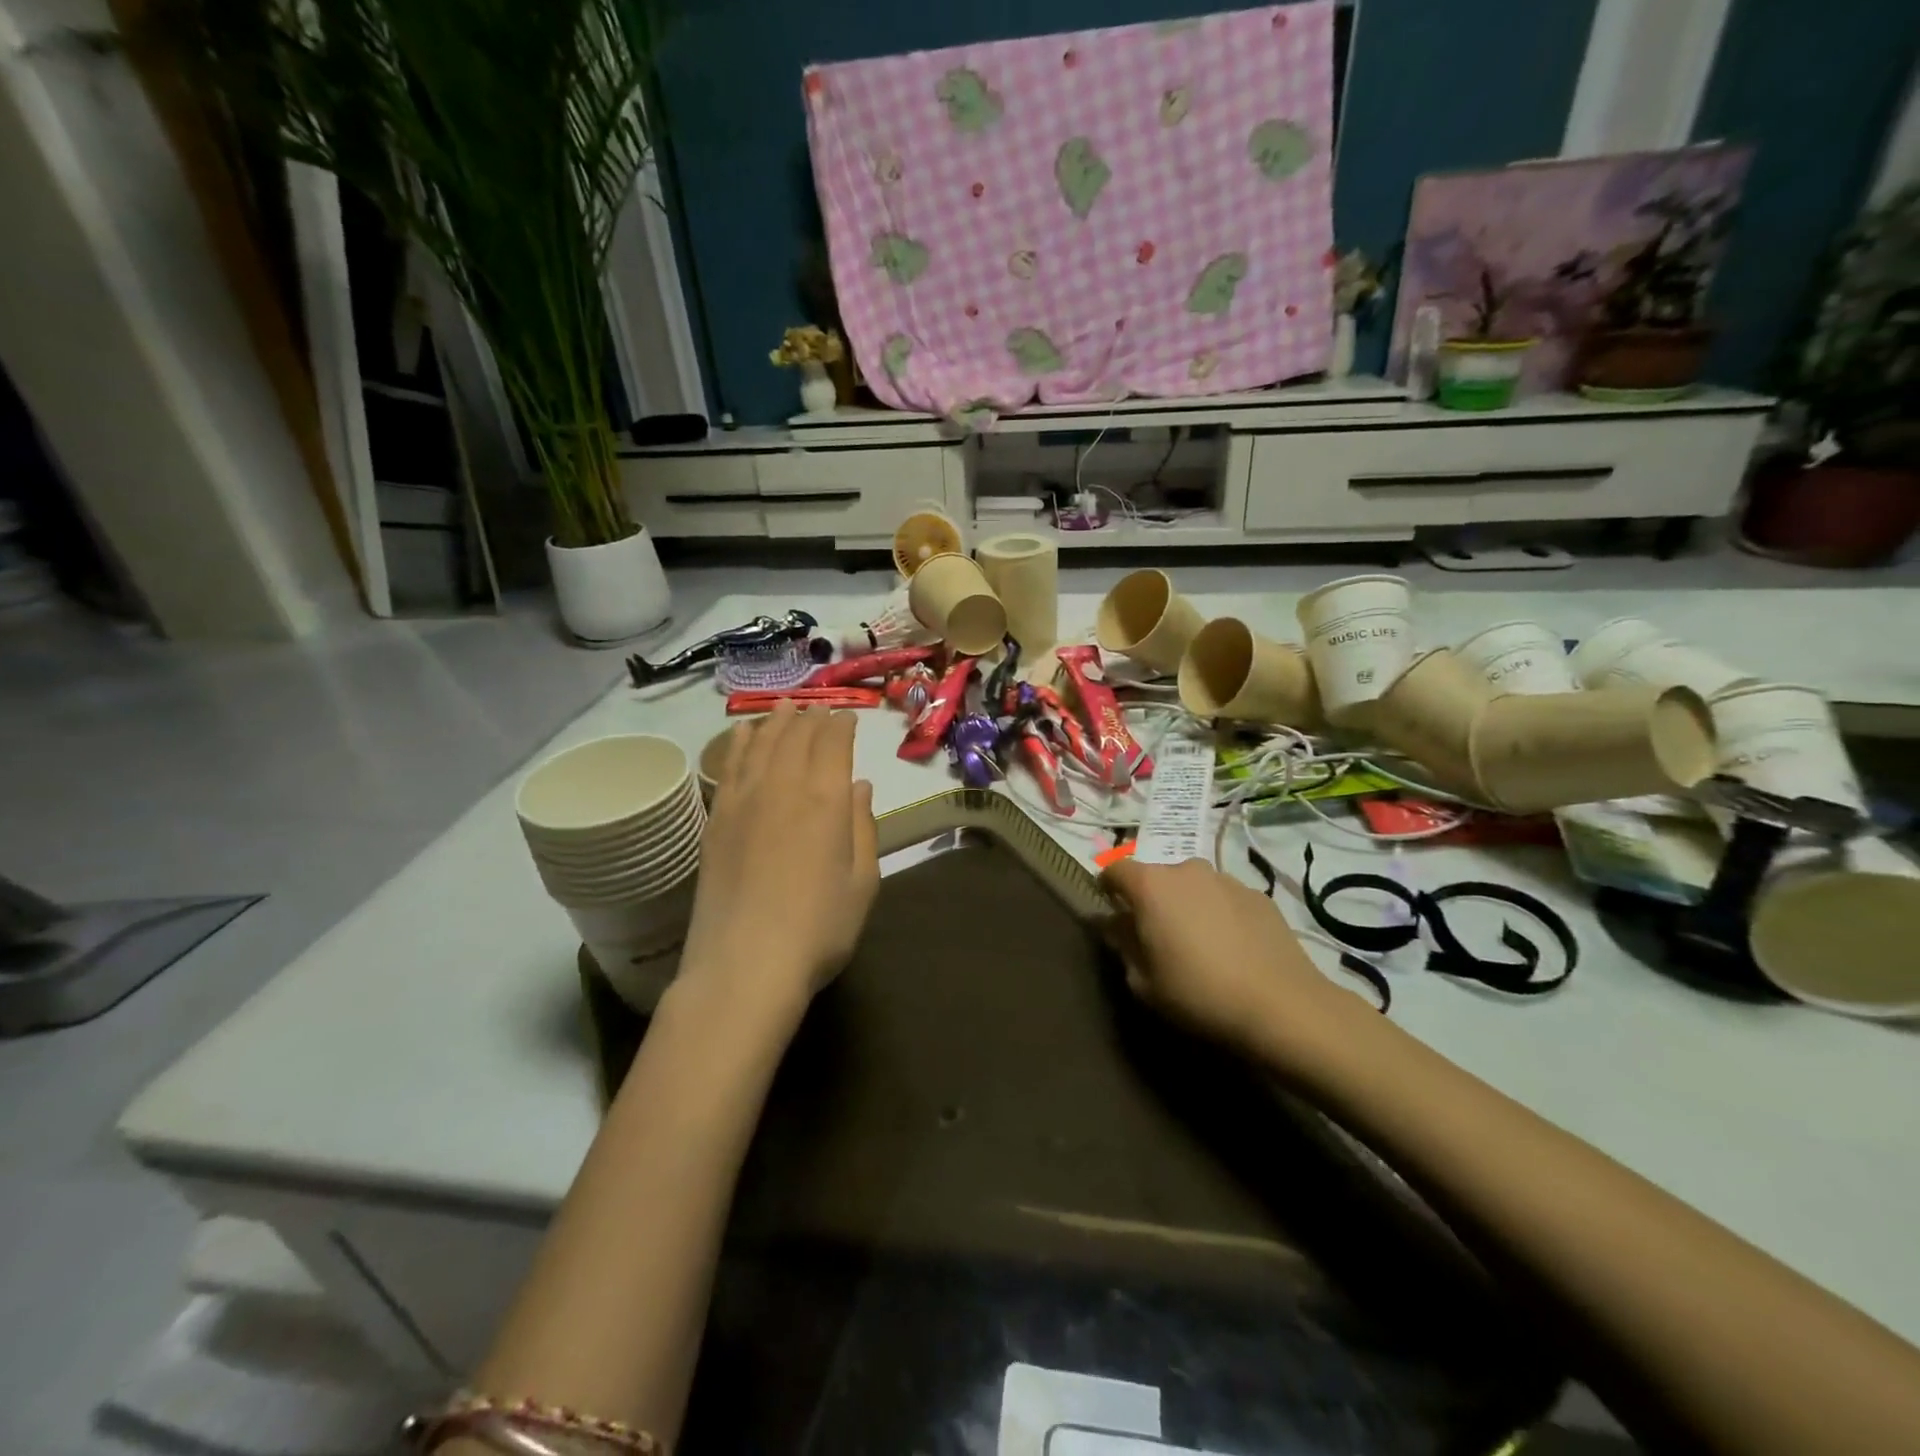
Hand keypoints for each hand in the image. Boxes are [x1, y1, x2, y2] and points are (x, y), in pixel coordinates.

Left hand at [679, 704, 879, 1018]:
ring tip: (785, 708)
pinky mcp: (716, 819)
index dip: (841, 726)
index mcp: (826, 800)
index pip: (833, 744)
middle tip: (818, 709)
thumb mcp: (862, 883)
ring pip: (761, 743)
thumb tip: (859, 786)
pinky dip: (740, 742)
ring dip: (776, 721)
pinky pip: (729, 764)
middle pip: (796, 736)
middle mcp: (783, 787)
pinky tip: (745, 733)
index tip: (847, 718)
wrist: (744, 966)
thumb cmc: (818, 929)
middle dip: (811, 717)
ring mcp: (743, 800)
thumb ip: (862, 827)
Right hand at [1100, 857, 1358, 1068]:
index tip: (1110, 910)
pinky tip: (1232, 948)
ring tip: (1198, 943)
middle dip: (1151, 899)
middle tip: (1156, 935)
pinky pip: (1225, 898)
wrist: (1281, 1006)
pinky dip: (1219, 914)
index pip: (1115, 870)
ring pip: (1193, 886)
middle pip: (1157, 876)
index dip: (1107, 887)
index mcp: (1151, 886)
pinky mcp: (1259, 895)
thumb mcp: (1143, 982)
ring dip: (1187, 904)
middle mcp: (1186, 870)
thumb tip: (1115, 924)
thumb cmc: (1198, 993)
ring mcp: (1226, 879)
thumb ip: (1123, 946)